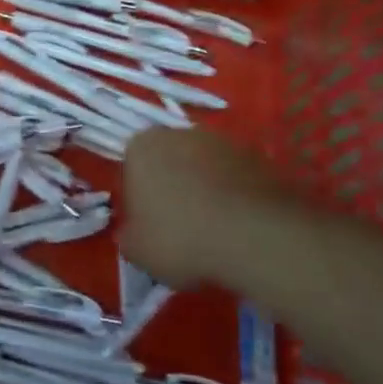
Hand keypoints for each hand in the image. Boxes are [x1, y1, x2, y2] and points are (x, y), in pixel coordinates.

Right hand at [121, 126, 280, 288]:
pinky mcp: (255, 155)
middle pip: (168, 160)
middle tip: (180, 226)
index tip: (149, 225)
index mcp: (141, 147)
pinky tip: (240, 225)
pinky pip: (234, 176)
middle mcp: (178, 133)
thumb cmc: (182, 238)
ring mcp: (220, 141)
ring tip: (215, 229)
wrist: (254, 237)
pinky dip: (234, 194)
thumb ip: (127, 235)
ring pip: (204, 166)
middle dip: (172, 186)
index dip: (138, 197)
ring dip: (205, 188)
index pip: (131, 167)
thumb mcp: (137, 250)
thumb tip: (132, 232)